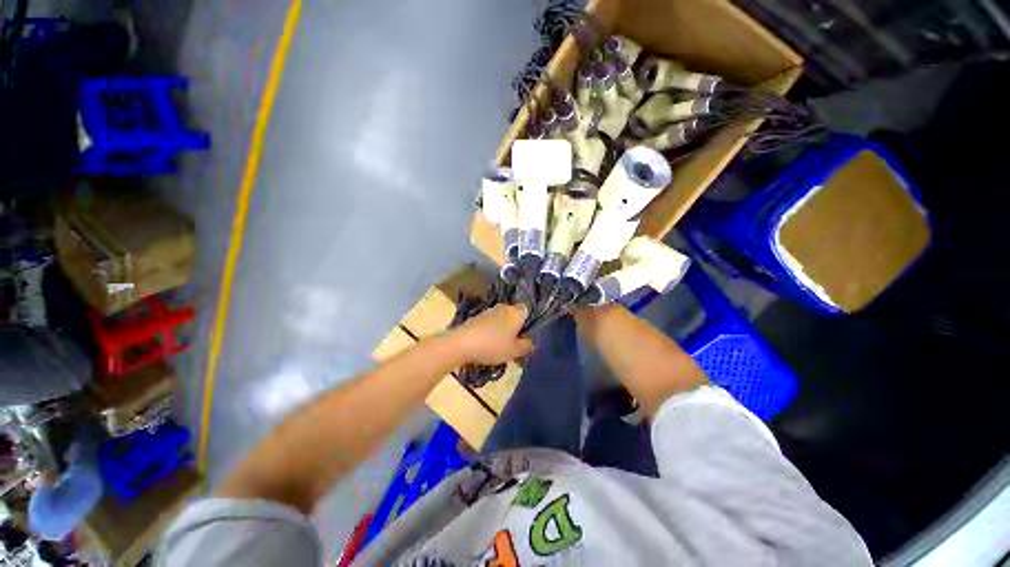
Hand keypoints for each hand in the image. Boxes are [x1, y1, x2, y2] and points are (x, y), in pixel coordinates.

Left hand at [450, 304, 533, 365]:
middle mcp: (504, 307)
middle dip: (515, 328)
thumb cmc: (493, 346)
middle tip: (514, 344)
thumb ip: (527, 345)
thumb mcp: (514, 351)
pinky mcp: (477, 316)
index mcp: (516, 312)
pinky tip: (487, 344)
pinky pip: (490, 323)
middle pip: (514, 316)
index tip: (526, 337)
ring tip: (500, 347)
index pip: (528, 311)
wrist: (462, 343)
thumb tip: (531, 341)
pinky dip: (491, 331)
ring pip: (502, 319)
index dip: (529, 324)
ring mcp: (489, 310)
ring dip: (503, 330)